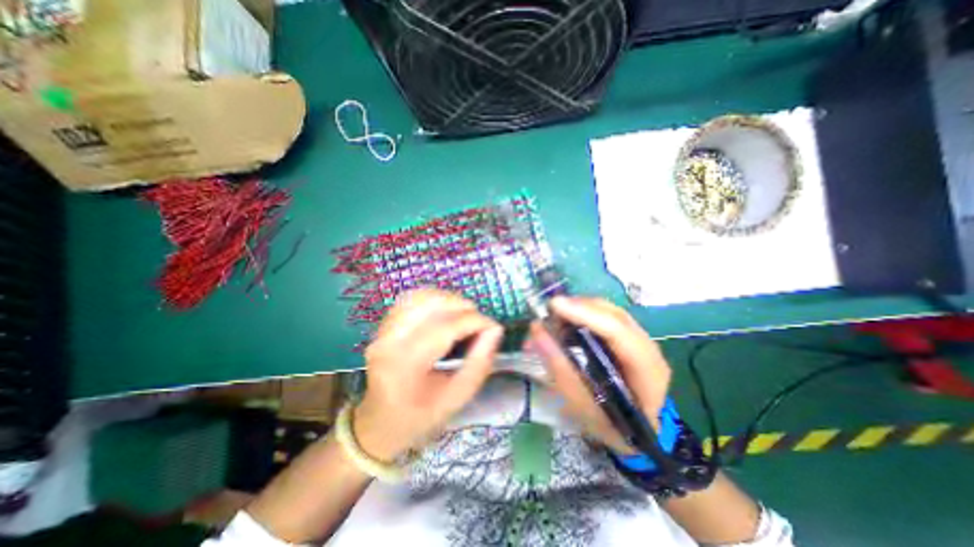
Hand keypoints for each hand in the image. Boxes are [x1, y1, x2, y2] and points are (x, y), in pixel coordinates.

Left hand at [354, 288, 501, 462]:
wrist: (380, 422)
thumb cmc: (420, 416)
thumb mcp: (457, 398)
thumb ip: (480, 363)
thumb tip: (495, 329)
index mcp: (405, 366)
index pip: (445, 328)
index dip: (474, 321)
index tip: (493, 327)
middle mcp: (388, 342)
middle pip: (430, 305)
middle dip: (462, 306)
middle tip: (479, 322)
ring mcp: (381, 331)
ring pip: (419, 296)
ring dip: (447, 299)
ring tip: (463, 313)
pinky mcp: (382, 325)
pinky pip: (409, 299)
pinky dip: (432, 299)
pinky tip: (444, 310)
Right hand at [526, 296, 670, 454]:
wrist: (641, 435)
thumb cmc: (614, 428)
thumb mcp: (584, 408)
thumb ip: (560, 370)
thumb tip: (537, 331)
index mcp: (647, 372)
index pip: (618, 332)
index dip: (586, 314)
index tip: (554, 306)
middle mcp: (648, 348)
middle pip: (613, 314)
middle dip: (578, 307)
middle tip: (548, 311)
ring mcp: (641, 339)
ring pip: (609, 310)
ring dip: (579, 309)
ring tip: (553, 317)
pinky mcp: (629, 336)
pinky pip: (605, 315)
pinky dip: (583, 314)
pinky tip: (566, 323)